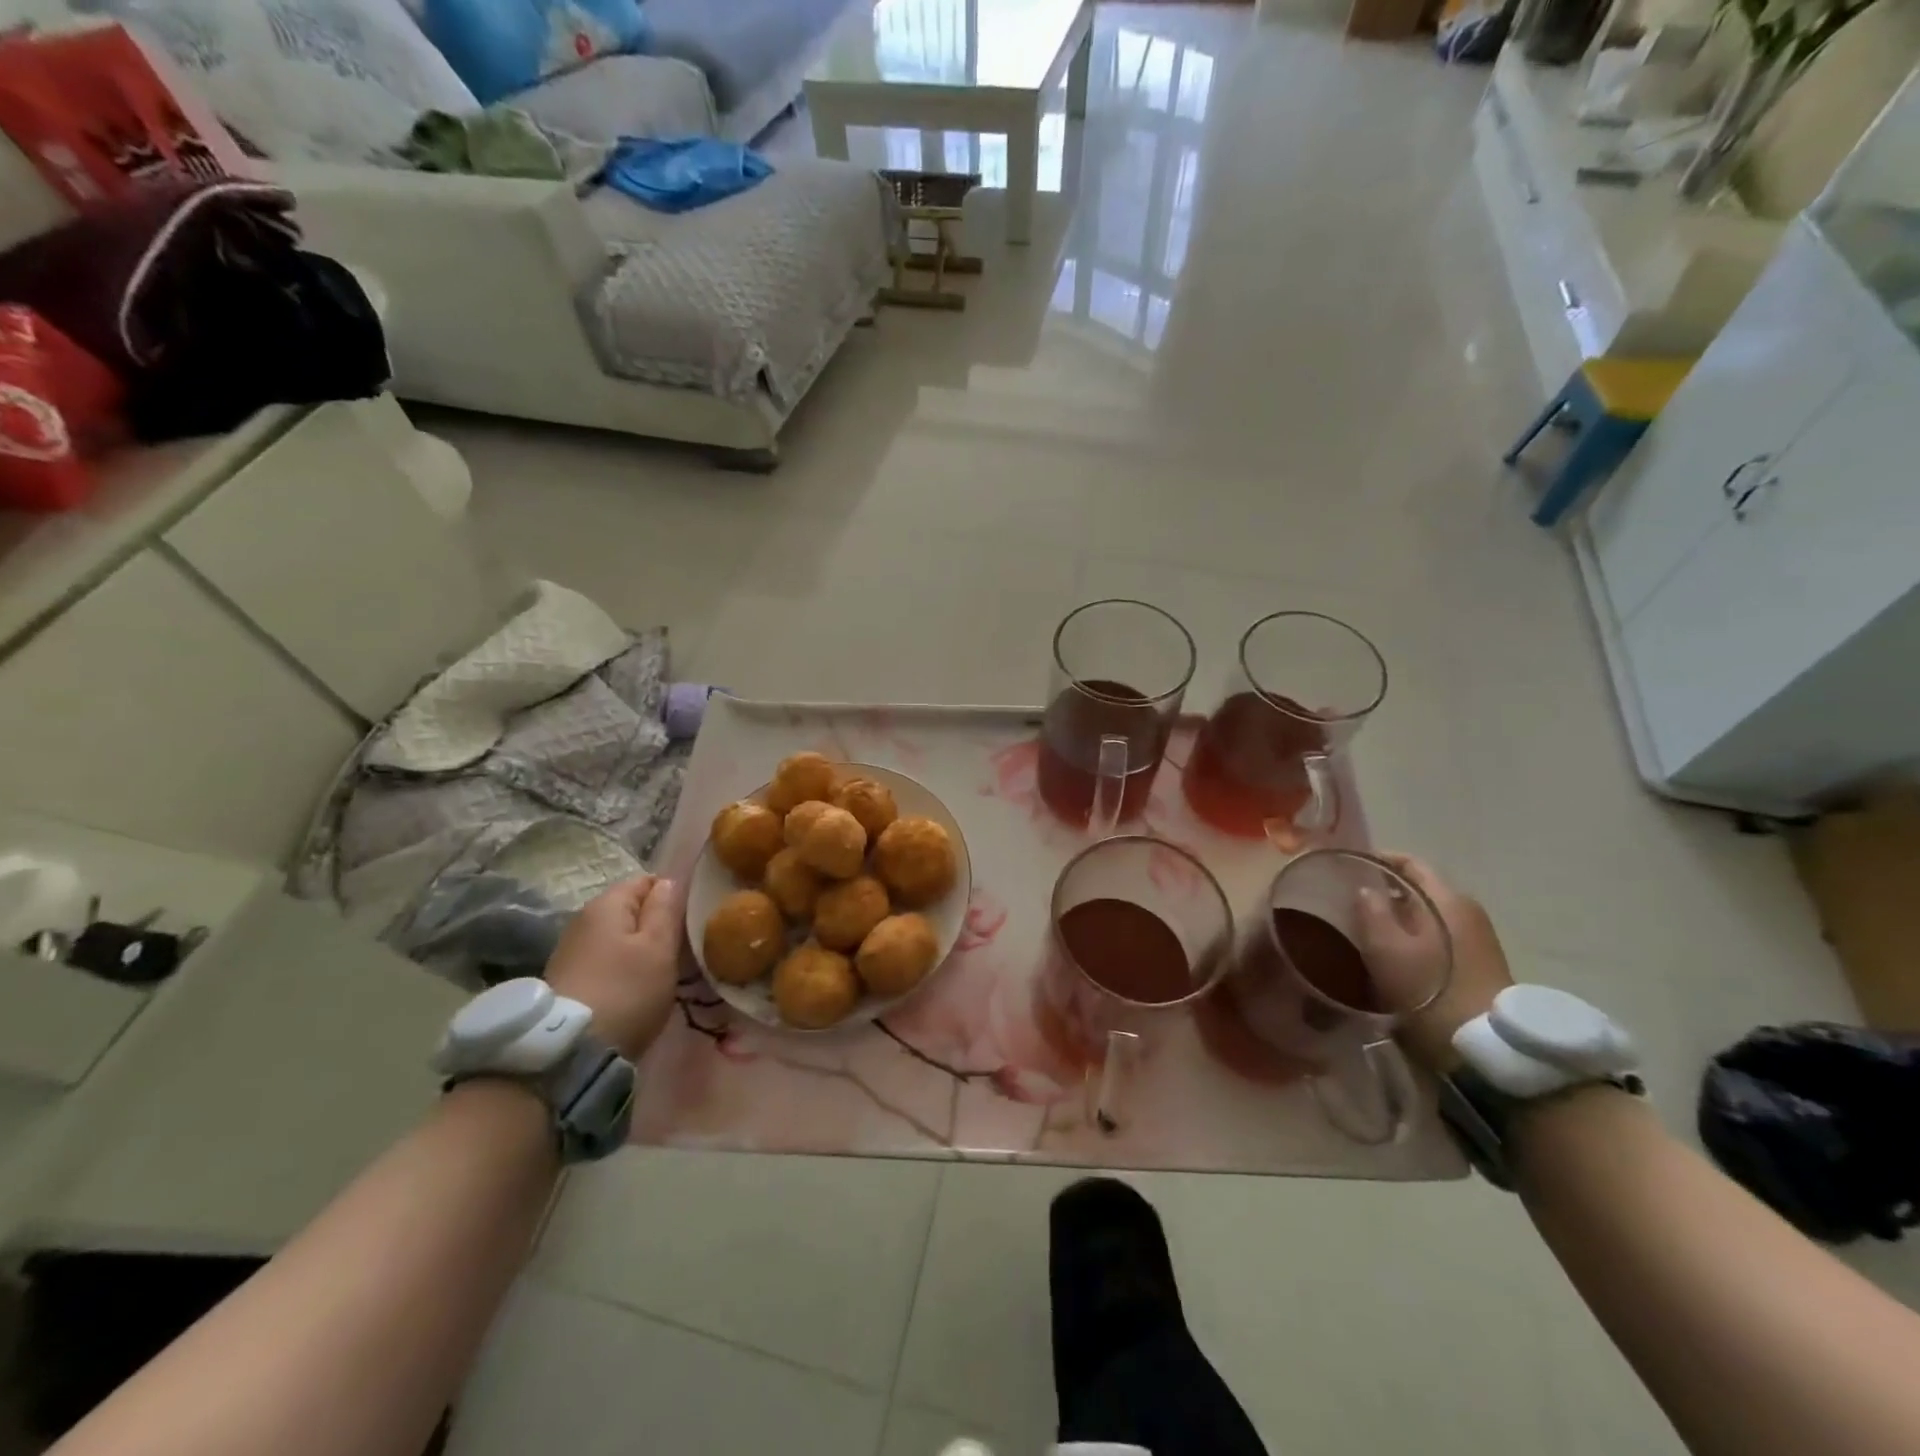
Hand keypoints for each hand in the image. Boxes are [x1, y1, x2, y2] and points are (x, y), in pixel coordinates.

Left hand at [544, 875, 683, 1059]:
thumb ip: (666, 909)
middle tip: (683, 950)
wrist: (569, 1052)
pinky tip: (635, 990)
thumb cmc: (626, 991)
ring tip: (663, 972)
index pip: (647, 881)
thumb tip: (669, 881)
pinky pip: (606, 962)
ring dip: (641, 950)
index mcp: (607, 904)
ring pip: (619, 938)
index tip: (691, 921)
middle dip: (657, 925)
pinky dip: (623, 970)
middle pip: (631, 910)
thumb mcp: (659, 947)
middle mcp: (583, 919)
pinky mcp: (567, 981)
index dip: (673, 895)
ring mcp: (571, 951)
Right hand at [1359, 853, 1513, 1073]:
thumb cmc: (1429, 991)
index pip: (1410, 863)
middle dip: (1384, 890)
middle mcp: (1466, 912)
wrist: (1486, 1051)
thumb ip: (1370, 910)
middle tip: (1348, 900)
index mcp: (1447, 900)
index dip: (1377, 860)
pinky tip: (1390, 953)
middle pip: (1419, 889)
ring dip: (1397, 916)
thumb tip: (1364, 890)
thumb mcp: (1385, 949)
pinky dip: (1412, 936)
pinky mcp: (1477, 966)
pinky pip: (1436, 936)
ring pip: (1427, 914)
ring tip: (1363, 927)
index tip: (1347, 866)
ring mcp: (1476, 940)